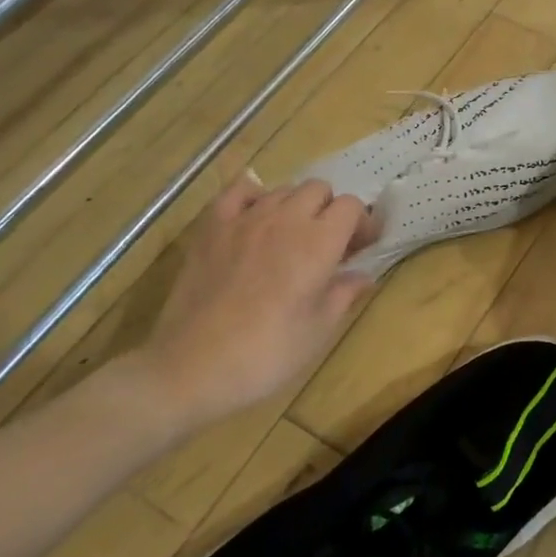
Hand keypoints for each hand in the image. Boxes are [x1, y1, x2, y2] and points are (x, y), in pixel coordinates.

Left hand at [131, 174, 376, 432]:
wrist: (193, 367)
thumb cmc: (268, 353)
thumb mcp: (319, 330)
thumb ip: (344, 294)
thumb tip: (362, 276)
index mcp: (319, 242)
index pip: (351, 206)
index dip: (361, 223)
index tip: (359, 249)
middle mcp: (285, 219)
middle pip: (318, 189)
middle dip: (330, 210)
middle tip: (328, 244)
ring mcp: (244, 220)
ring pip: (282, 190)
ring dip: (296, 206)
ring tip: (291, 238)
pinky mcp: (211, 228)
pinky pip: (236, 191)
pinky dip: (252, 196)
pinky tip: (254, 218)